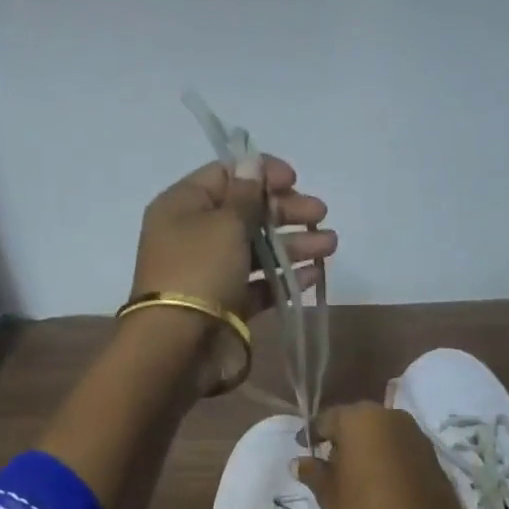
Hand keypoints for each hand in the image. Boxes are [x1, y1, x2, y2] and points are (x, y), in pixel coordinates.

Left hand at [129, 157, 334, 319]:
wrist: (179, 346)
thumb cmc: (199, 271)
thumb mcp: (224, 223)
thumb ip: (245, 194)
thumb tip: (251, 162)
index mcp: (182, 206)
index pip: (224, 175)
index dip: (260, 173)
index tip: (294, 179)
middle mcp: (195, 236)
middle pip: (246, 213)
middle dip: (285, 211)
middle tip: (320, 213)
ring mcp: (212, 273)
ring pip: (257, 250)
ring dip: (294, 244)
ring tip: (330, 244)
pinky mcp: (228, 305)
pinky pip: (260, 284)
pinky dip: (286, 277)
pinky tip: (314, 273)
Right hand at [293, 403, 495, 508]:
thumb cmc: (367, 508)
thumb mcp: (329, 493)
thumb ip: (312, 472)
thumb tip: (298, 462)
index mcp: (357, 418)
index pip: (326, 419)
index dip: (312, 433)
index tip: (303, 446)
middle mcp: (386, 414)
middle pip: (354, 420)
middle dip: (340, 435)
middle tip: (328, 458)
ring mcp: (412, 429)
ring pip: (378, 430)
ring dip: (364, 444)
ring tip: (354, 469)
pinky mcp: (429, 448)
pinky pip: (397, 443)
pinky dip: (385, 453)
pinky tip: (379, 476)